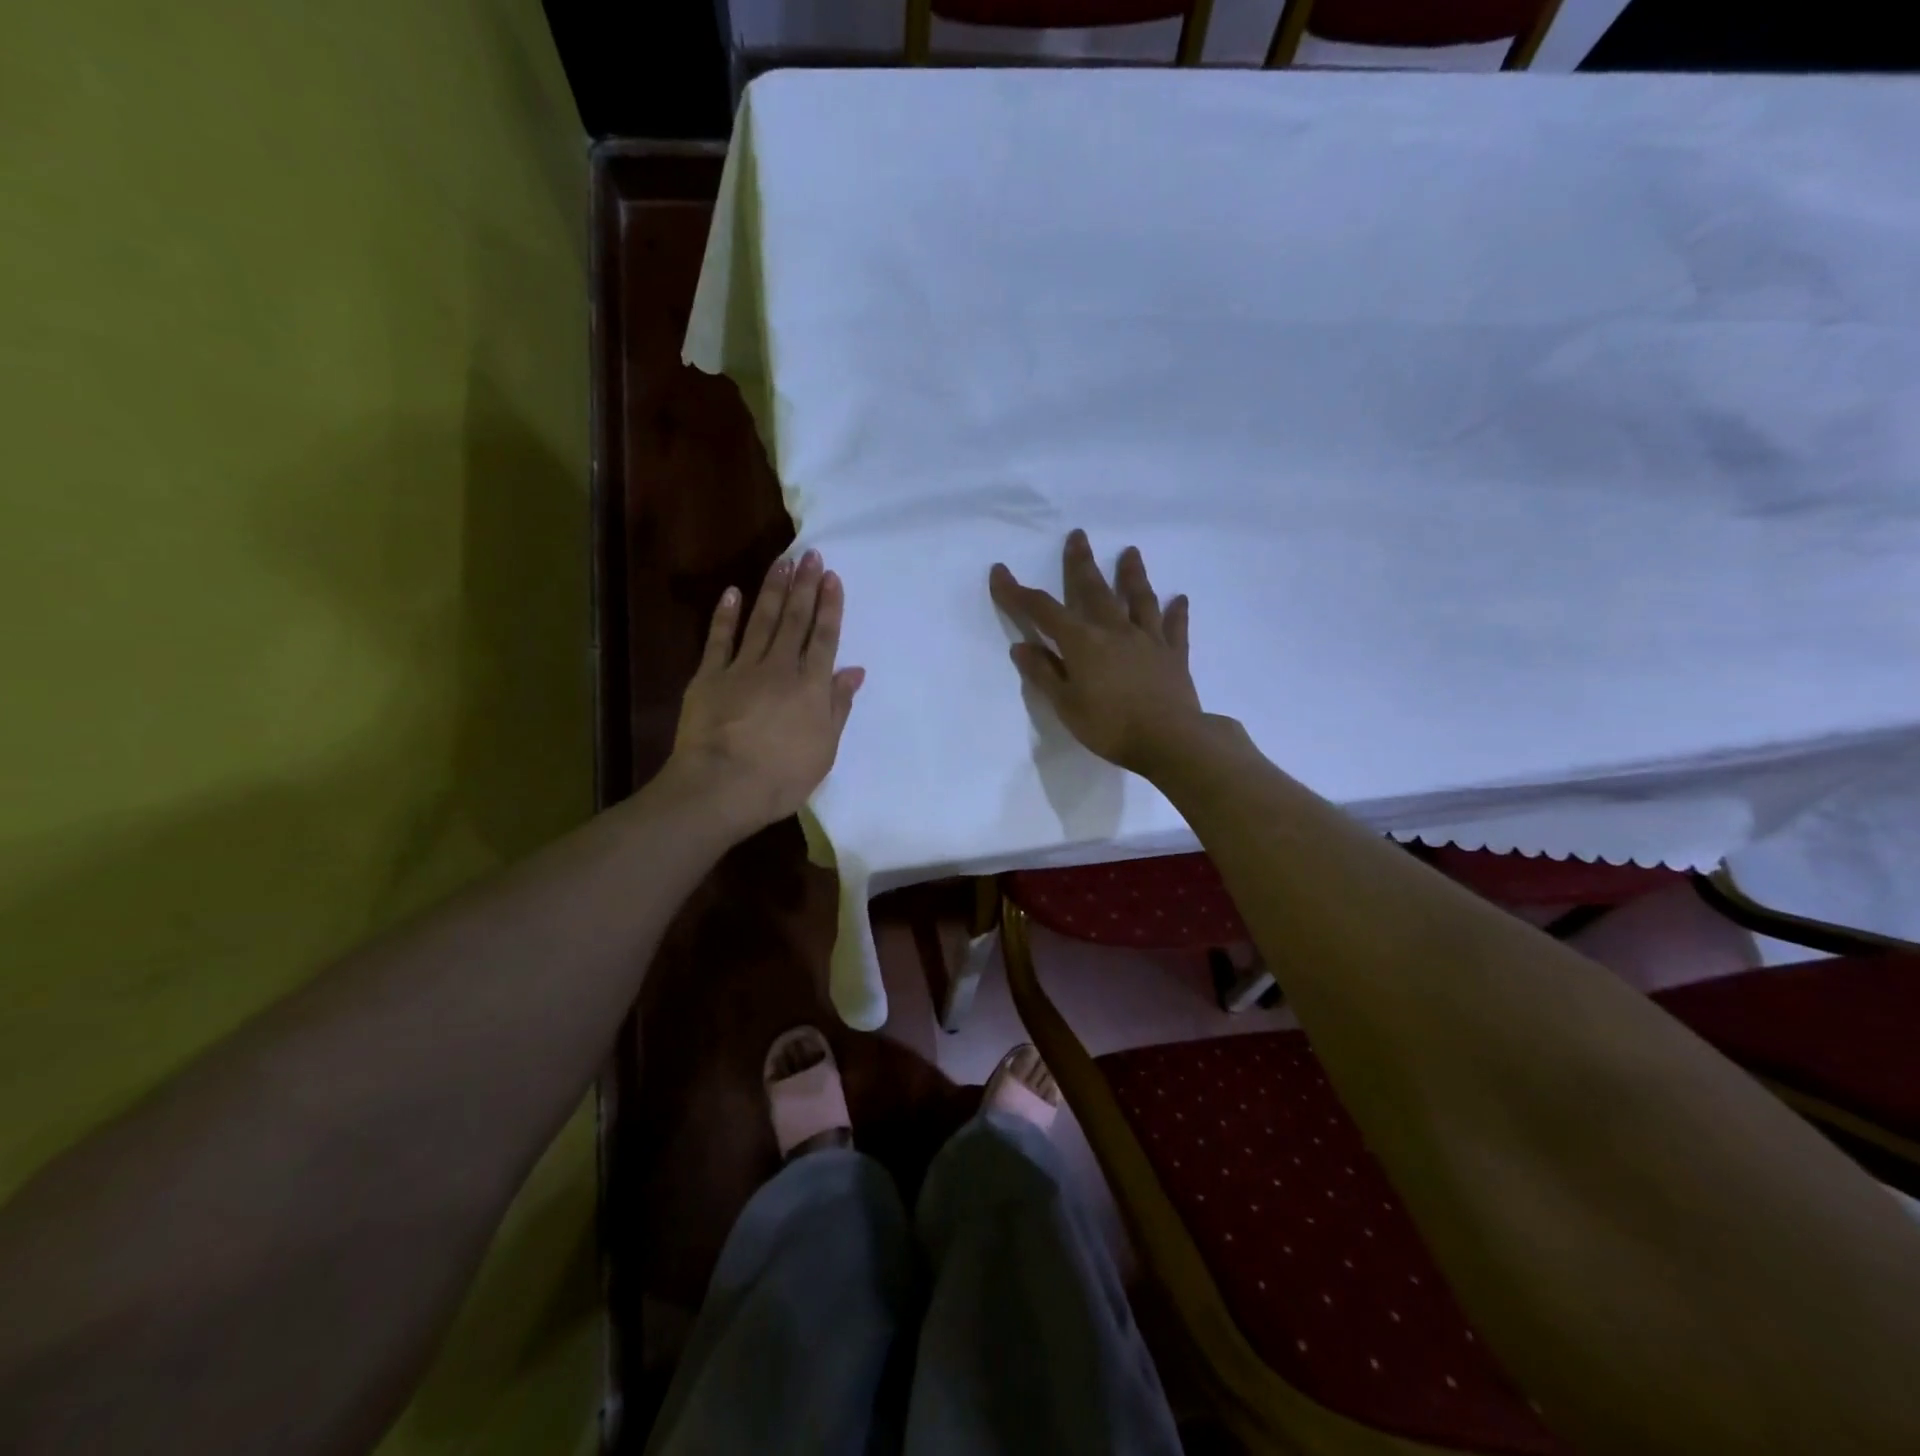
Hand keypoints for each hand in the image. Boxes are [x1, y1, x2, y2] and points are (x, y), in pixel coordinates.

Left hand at [668, 550, 864, 836]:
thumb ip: (838, 707)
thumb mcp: (824, 749)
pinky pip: (719, 639)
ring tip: (782, 562)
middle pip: (795, 620)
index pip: (824, 638)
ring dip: (773, 589)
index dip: (830, 607)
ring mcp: (742, 668)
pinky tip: (733, 593)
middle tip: (811, 555)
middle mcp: (780, 668)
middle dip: (805, 586)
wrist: (722, 786)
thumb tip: (854, 671)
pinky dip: (726, 615)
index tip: (832, 578)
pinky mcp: (709, 676)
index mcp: (811, 687)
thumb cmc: (782, 777)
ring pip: (762, 620)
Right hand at [989, 530, 1203, 774]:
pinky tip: (1181, 599)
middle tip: (1078, 536)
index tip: (1000, 571)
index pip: (1043, 611)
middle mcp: (1115, 631)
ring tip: (1130, 552)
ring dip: (1132, 575)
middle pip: (1094, 590)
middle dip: (1081, 563)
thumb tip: (1021, 646)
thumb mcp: (1066, 705)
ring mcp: (1148, 640)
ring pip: (1139, 599)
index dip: (1018, 592)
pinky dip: (1177, 612)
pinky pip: (1175, 628)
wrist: (1170, 741)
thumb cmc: (1110, 727)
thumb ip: (1044, 674)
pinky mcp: (1174, 655)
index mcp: (1082, 643)